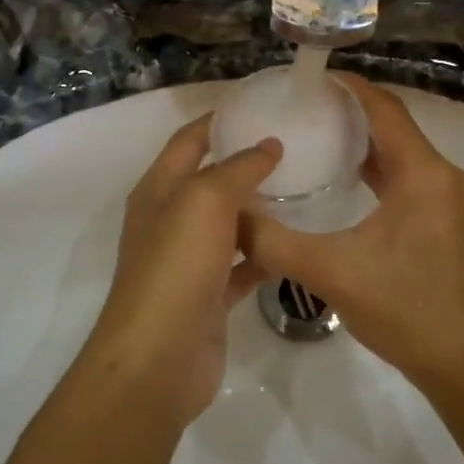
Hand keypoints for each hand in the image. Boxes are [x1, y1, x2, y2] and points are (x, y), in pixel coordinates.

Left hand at [81, 116, 281, 427]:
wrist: (158, 359)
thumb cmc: (176, 266)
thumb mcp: (205, 201)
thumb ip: (238, 168)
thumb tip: (268, 145)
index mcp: (159, 189)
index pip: (188, 140)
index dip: (218, 119)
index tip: (259, 104)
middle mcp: (171, 219)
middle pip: (211, 180)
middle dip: (246, 163)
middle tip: (296, 147)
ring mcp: (189, 260)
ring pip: (229, 223)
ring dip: (259, 209)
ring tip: (305, 189)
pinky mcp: (209, 295)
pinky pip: (241, 264)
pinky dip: (264, 254)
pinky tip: (296, 243)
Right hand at [241, 75, 463, 388]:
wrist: (460, 361)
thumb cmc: (402, 309)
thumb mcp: (330, 272)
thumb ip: (274, 241)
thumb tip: (229, 216)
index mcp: (423, 174)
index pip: (385, 109)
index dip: (350, 87)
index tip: (311, 77)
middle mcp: (441, 175)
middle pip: (394, 124)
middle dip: (351, 109)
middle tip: (303, 105)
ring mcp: (447, 196)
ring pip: (401, 149)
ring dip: (363, 137)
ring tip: (315, 130)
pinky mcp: (443, 216)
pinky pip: (406, 173)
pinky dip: (375, 164)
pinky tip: (341, 173)